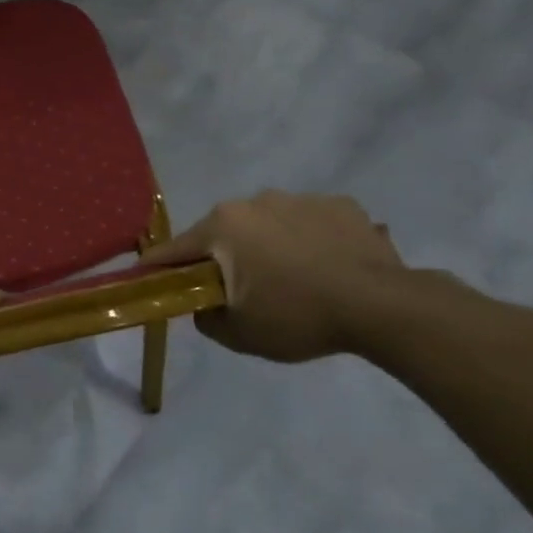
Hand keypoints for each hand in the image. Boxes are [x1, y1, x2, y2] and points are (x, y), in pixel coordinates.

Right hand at [141, 191, 403, 361]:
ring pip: (268, 224)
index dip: (159, 267)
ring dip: (268, 246)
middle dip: (223, 257)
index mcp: (223, 226)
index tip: (149, 278)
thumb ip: (204, 317)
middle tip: (239, 290)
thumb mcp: (237, 333)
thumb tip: (203, 304)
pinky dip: (309, 241)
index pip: (175, 249)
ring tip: (292, 280)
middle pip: (224, 233)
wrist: (383, 307)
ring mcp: (301, 198)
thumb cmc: (297, 317)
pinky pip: (310, 223)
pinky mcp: (342, 205)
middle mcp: (255, 201)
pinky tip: (326, 268)